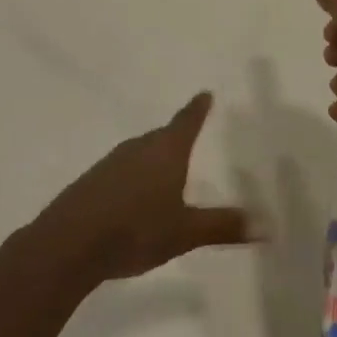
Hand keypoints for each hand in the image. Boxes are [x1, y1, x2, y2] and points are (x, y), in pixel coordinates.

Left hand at [33, 93, 253, 285]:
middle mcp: (139, 148)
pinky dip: (134, 177)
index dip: (198, 109)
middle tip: (189, 136)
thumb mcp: (185, 232)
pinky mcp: (92, 182)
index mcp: (165, 151)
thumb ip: (223, 226)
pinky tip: (134, 198)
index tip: (205, 93)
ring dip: (153, 158)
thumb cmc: (135, 229)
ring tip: (165, 170)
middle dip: (176, 136)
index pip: (187, 121)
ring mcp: (111, 163)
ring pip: (140, 153)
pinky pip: (122, 171)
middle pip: (162, 136)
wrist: (69, 243)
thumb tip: (267, 225)